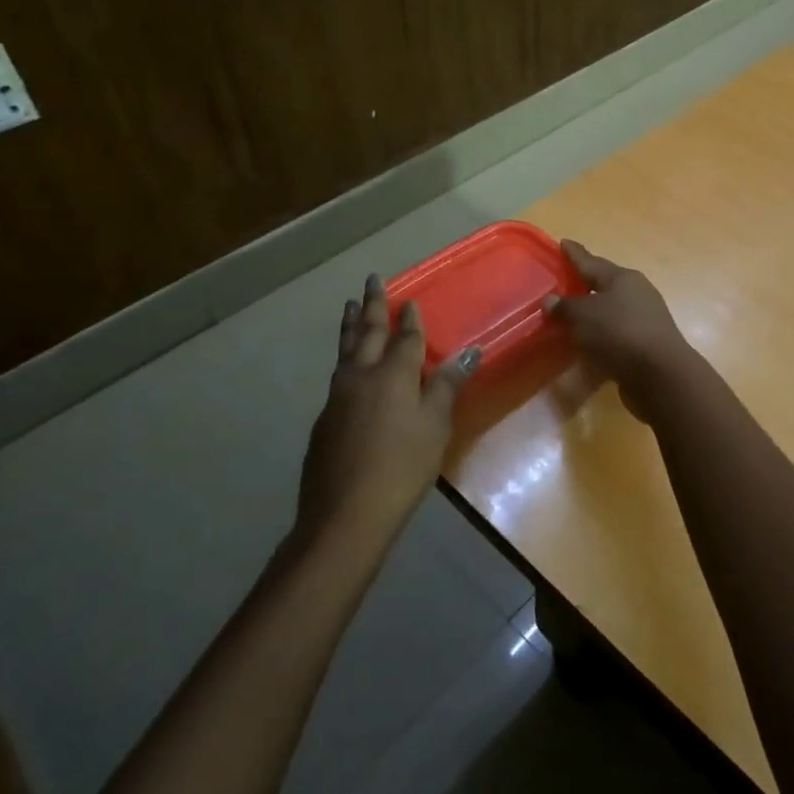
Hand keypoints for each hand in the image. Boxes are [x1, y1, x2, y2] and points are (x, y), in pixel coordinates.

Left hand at [296, 274, 479, 544]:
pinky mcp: (324, 419)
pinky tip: (347, 365)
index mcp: (393, 374)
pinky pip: (337, 374)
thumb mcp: (436, 425)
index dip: (409, 319)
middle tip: (371, 281)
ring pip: (345, 350)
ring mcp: (337, 396)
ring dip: (350, 325)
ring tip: (349, 306)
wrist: (347, 512)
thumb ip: (447, 385)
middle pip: (366, 332)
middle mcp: (361, 376)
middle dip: (371, 306)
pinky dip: (344, 357)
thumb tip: (469, 350)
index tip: (409, 300)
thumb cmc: (403, 466)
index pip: (404, 338)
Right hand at [543, 241, 694, 416]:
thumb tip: (550, 300)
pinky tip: (589, 340)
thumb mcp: (584, 316)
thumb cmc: (619, 333)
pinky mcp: (646, 344)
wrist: (660, 374)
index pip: (591, 261)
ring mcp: (644, 319)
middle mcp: (637, 293)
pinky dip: (601, 334)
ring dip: (594, 311)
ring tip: (572, 313)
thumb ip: (566, 307)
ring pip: (612, 309)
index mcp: (622, 278)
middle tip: (565, 280)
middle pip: (605, 284)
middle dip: (586, 282)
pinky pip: (616, 332)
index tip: (563, 242)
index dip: (575, 254)